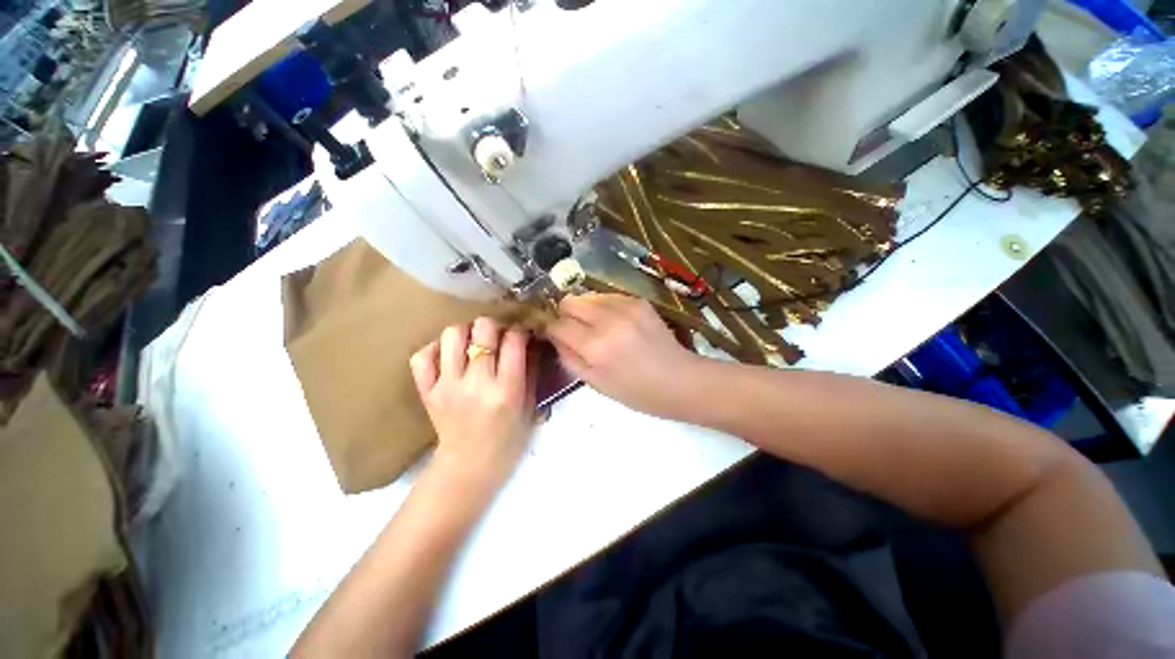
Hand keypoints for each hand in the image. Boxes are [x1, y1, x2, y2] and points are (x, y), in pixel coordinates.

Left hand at [410, 318, 535, 490]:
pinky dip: (435, 349)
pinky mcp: (427, 392)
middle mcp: (476, 383)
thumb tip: (528, 340)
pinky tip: (448, 355)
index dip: (520, 331)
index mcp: (506, 390)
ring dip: (466, 332)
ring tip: (473, 342)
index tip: (521, 335)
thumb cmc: (508, 439)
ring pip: (451, 335)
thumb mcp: (529, 406)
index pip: (514, 341)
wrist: (468, 467)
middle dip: (493, 326)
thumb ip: (530, 371)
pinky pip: (422, 356)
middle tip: (497, 335)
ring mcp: (447, 386)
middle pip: (482, 329)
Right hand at [546, 293, 703, 417]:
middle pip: (569, 301)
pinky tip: (615, 323)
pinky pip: (608, 297)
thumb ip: (569, 358)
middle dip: (565, 314)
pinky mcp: (639, 301)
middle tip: (574, 330)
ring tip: (596, 327)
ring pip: (588, 296)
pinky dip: (604, 307)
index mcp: (595, 347)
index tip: (551, 333)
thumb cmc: (637, 392)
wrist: (680, 380)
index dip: (550, 328)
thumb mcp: (596, 384)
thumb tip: (555, 337)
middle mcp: (608, 320)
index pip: (557, 324)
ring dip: (585, 310)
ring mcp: (626, 307)